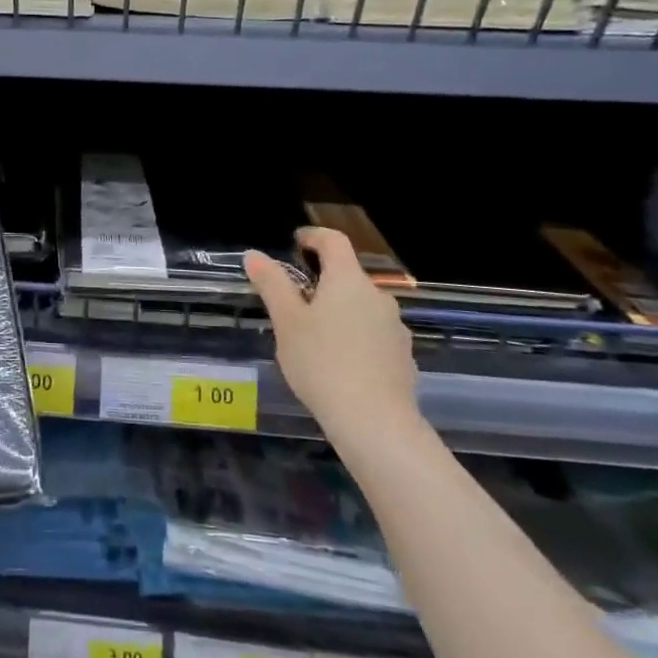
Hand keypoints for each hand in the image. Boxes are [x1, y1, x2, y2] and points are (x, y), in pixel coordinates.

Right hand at [244, 228, 420, 455]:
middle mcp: (378, 297)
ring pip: (361, 307)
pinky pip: (373, 335)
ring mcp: (395, 328)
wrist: (375, 422)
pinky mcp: (402, 357)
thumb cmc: (322, 362)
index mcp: (348, 281)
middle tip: (294, 300)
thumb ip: (272, 284)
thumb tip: (254, 254)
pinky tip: (338, 363)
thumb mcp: (287, 322)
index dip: (313, 236)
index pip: (334, 242)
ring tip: (313, 336)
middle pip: (348, 276)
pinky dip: (354, 337)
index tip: (296, 242)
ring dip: (339, 311)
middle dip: (322, 281)